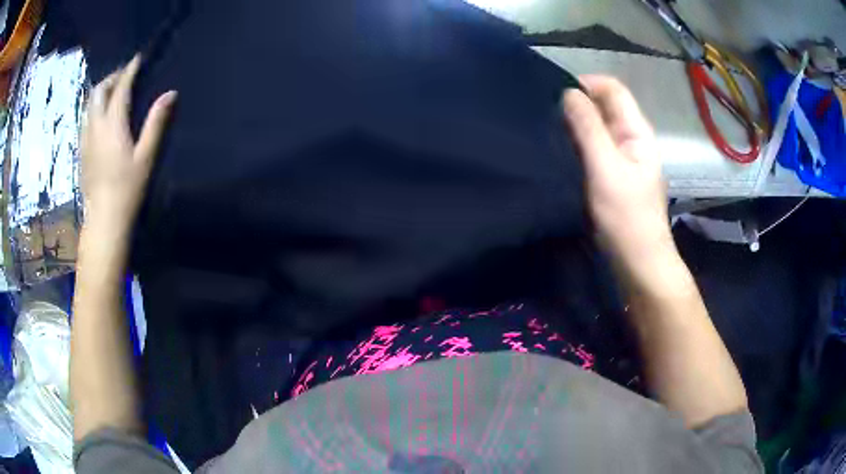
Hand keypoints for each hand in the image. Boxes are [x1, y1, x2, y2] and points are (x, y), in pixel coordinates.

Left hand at [81, 54, 176, 233]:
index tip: (138, 58)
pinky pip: (86, 119)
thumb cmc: (127, 189)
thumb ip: (156, 123)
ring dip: (101, 92)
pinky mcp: (81, 151)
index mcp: (113, 125)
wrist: (104, 220)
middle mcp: (95, 127)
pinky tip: (102, 117)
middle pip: (98, 91)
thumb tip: (171, 93)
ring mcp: (85, 139)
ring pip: (89, 104)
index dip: (130, 70)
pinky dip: (94, 109)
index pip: (121, 87)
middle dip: (112, 77)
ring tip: (113, 92)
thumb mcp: (146, 157)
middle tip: (124, 76)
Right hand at [562, 76, 672, 266]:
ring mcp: (620, 157)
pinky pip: (591, 148)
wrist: (637, 262)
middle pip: (603, 105)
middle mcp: (629, 137)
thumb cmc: (626, 217)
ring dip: (574, 124)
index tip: (556, 95)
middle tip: (546, 115)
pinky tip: (558, 151)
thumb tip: (568, 92)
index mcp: (636, 130)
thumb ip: (589, 128)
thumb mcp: (606, 169)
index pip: (612, 89)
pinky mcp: (610, 174)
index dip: (586, 84)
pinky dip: (576, 143)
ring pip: (595, 127)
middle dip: (576, 103)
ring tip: (547, 131)